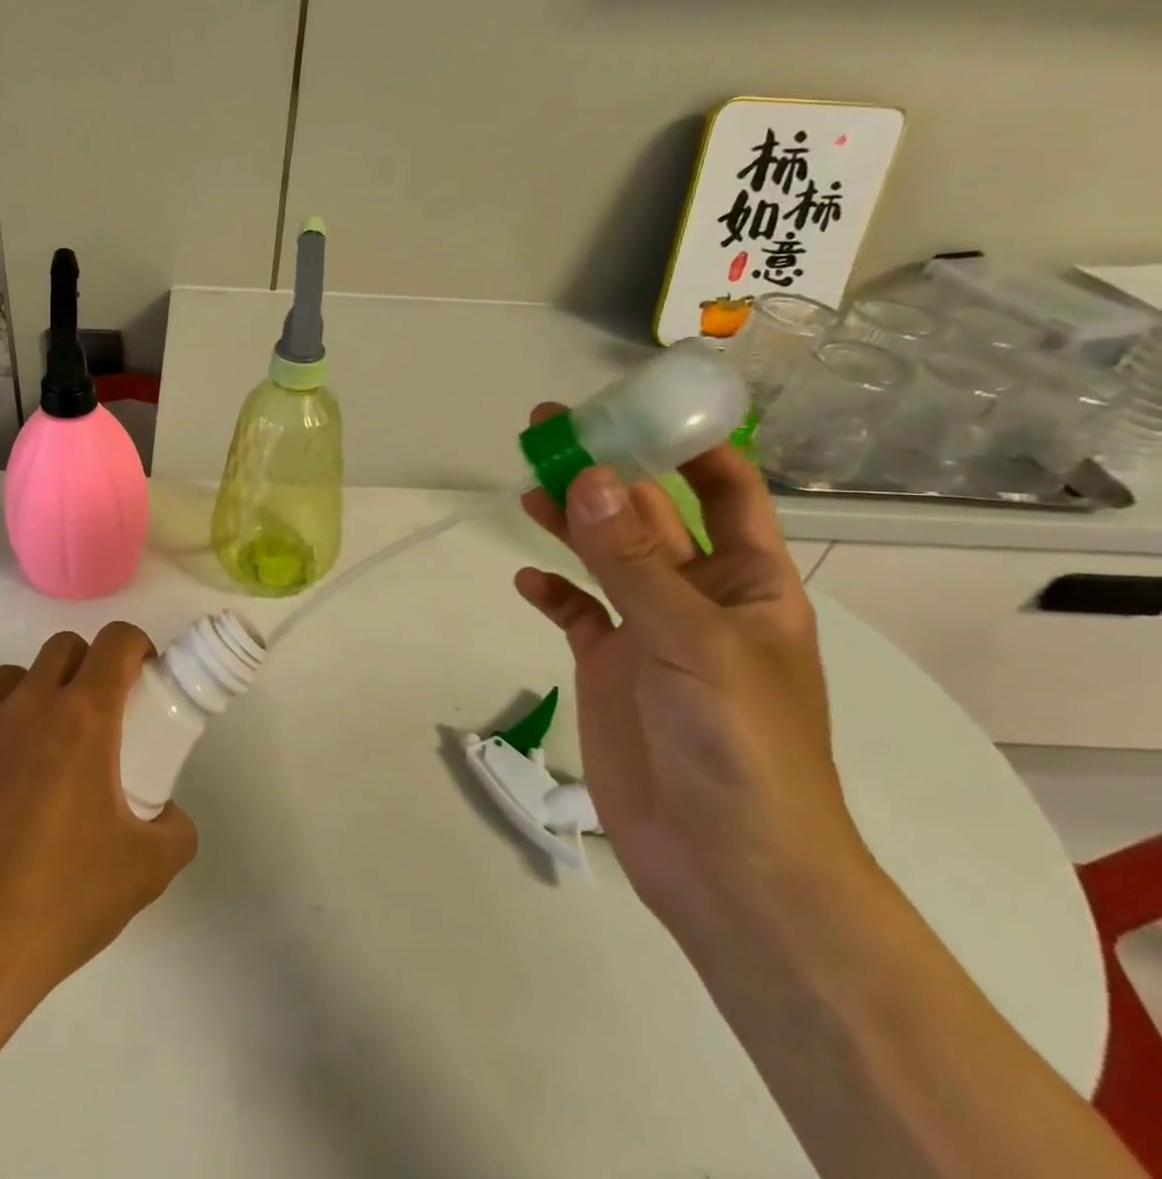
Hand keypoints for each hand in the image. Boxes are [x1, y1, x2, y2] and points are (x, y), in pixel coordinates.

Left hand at [0, 623, 197, 1006]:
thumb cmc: (61, 900)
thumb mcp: (147, 870)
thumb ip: (175, 829)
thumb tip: (166, 813)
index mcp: (83, 717)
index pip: (116, 641)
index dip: (137, 647)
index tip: (143, 678)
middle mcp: (26, 705)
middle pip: (63, 647)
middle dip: (88, 666)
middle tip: (98, 716)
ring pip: (10, 677)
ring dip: (34, 694)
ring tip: (40, 746)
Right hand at [513, 408, 873, 935]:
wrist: (727, 868)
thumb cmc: (739, 747)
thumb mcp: (693, 643)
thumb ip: (634, 563)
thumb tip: (593, 479)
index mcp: (748, 581)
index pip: (726, 489)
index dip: (688, 443)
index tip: (636, 406)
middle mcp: (699, 597)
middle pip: (649, 515)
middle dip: (607, 471)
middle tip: (548, 431)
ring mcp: (651, 634)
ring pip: (605, 557)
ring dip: (571, 520)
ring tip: (529, 485)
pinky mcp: (611, 669)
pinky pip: (578, 614)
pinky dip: (553, 593)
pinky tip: (527, 581)